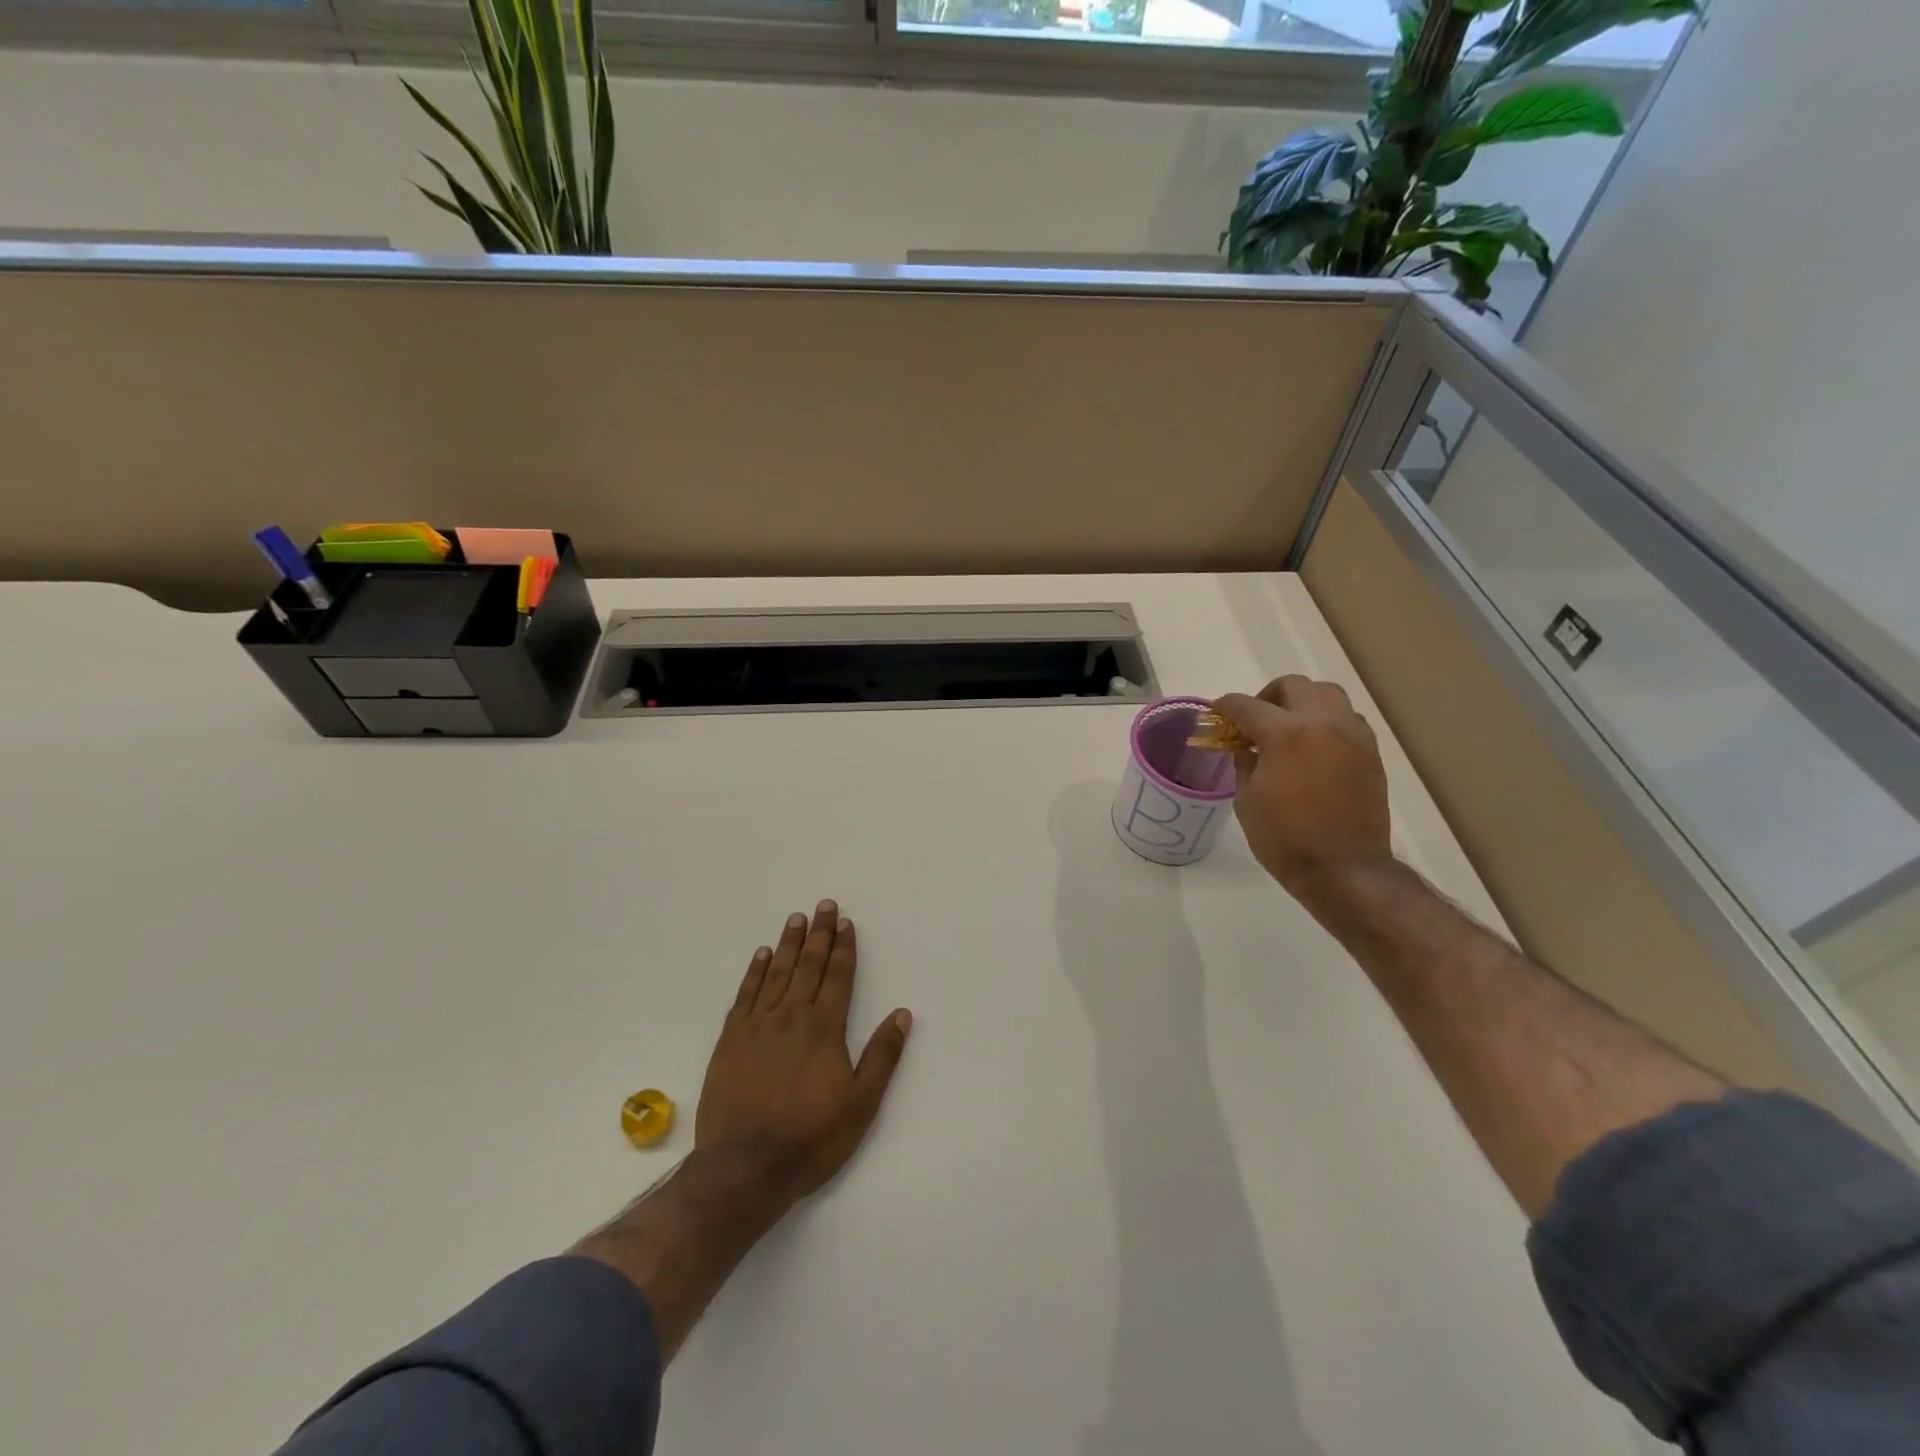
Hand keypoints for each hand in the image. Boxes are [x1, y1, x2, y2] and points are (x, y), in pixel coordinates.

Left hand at [695, 901, 912, 1208]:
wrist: (745, 1167)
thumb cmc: (811, 1137)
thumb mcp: (861, 1104)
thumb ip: (882, 1056)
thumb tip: (902, 1014)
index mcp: (824, 1028)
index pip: (837, 977)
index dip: (843, 948)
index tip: (845, 923)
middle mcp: (791, 1016)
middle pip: (808, 965)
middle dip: (818, 934)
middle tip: (823, 906)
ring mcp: (757, 1026)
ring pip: (776, 973)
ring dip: (788, 944)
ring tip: (796, 919)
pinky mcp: (730, 1040)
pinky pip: (745, 995)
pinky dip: (754, 972)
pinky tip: (761, 955)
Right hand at [1213, 676, 1392, 902]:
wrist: (1344, 869)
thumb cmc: (1284, 838)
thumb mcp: (1247, 800)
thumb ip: (1245, 764)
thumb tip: (1246, 748)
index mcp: (1285, 734)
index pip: (1246, 705)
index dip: (1224, 707)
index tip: (1215, 714)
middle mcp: (1323, 723)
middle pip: (1293, 686)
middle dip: (1267, 697)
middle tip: (1254, 722)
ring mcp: (1352, 735)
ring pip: (1326, 695)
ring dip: (1302, 704)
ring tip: (1288, 730)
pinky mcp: (1370, 752)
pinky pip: (1346, 719)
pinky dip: (1326, 722)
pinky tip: (1313, 749)